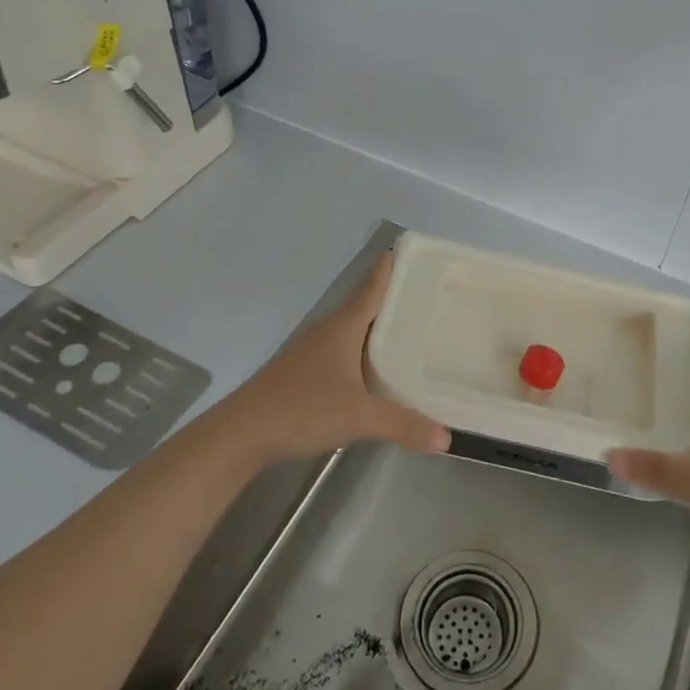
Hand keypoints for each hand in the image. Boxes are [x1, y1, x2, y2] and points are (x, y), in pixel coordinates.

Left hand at [206, 252, 449, 467]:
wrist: (242, 433)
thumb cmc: (302, 409)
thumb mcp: (359, 417)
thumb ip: (404, 424)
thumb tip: (447, 438)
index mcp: (343, 326)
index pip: (372, 286)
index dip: (390, 267)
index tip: (413, 250)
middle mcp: (329, 331)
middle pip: (364, 303)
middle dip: (394, 295)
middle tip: (429, 291)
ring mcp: (314, 351)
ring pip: (354, 328)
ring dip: (378, 324)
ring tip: (411, 325)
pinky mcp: (306, 372)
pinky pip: (345, 349)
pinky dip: (365, 349)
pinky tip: (377, 366)